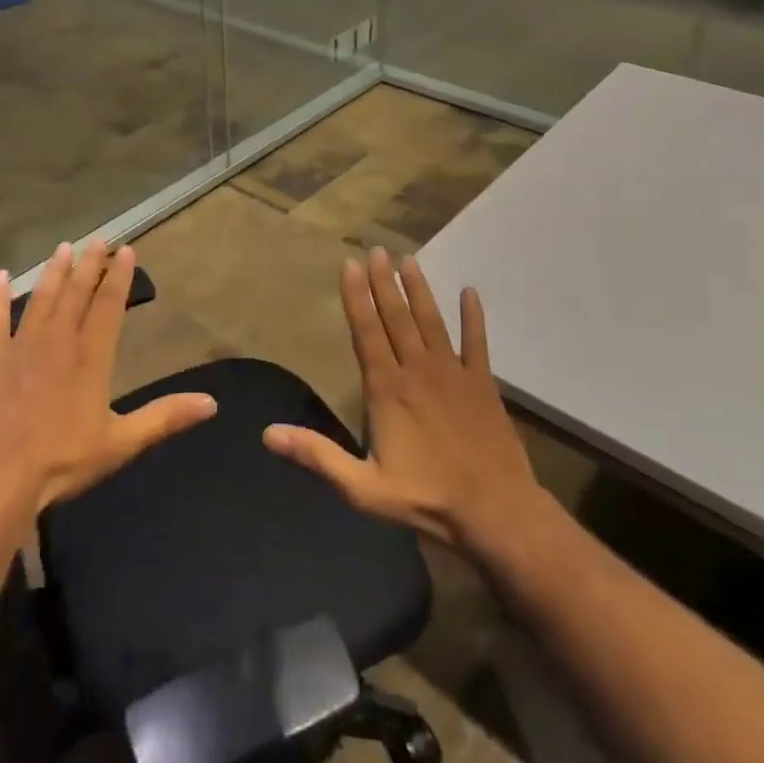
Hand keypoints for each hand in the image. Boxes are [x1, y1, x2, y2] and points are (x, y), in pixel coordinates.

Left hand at [0, 239, 217, 520]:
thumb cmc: (61, 461)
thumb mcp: (121, 443)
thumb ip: (165, 417)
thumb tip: (212, 403)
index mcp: (91, 358)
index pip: (109, 306)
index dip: (119, 277)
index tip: (126, 250)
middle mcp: (58, 341)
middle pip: (75, 294)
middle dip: (88, 265)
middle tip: (97, 239)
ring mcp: (20, 346)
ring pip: (40, 299)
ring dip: (53, 272)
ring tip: (63, 249)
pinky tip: (0, 277)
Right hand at [264, 248, 550, 563]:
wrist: (496, 512)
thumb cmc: (426, 499)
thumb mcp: (362, 487)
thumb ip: (317, 455)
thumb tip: (267, 434)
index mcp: (387, 389)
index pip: (366, 332)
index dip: (356, 297)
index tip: (350, 265)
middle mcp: (418, 371)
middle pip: (397, 318)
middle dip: (384, 283)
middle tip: (376, 250)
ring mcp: (454, 374)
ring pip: (432, 321)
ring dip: (419, 290)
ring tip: (409, 259)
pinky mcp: (483, 384)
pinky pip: (477, 343)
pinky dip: (473, 317)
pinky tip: (470, 292)